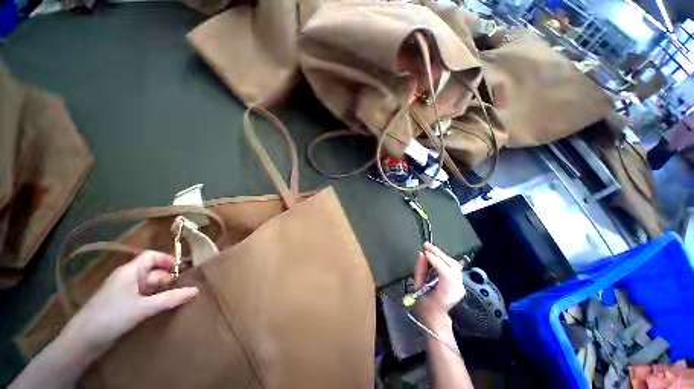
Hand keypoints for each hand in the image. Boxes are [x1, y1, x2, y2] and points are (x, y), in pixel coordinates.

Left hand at [64, 251, 198, 354]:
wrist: (83, 340)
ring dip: (163, 290)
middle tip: (185, 288)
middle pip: (153, 271)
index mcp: (130, 271)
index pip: (152, 256)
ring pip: (149, 286)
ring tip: (178, 298)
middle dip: (169, 278)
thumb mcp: (144, 307)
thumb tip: (196, 290)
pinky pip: (144, 297)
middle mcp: (127, 278)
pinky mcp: (122, 305)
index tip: (183, 270)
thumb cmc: (111, 316)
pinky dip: (155, 299)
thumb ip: (170, 298)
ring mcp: (124, 292)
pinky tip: (163, 307)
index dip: (168, 260)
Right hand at [413, 243, 464, 331]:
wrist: (437, 319)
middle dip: (439, 253)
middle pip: (453, 266)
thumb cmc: (424, 306)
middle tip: (426, 245)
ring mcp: (461, 286)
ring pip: (454, 264)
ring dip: (442, 255)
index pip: (446, 274)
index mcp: (446, 295)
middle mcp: (457, 289)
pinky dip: (444, 259)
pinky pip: (453, 267)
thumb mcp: (417, 288)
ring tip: (429, 249)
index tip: (425, 252)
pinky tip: (435, 256)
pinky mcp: (460, 283)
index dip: (436, 261)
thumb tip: (421, 254)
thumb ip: (419, 270)